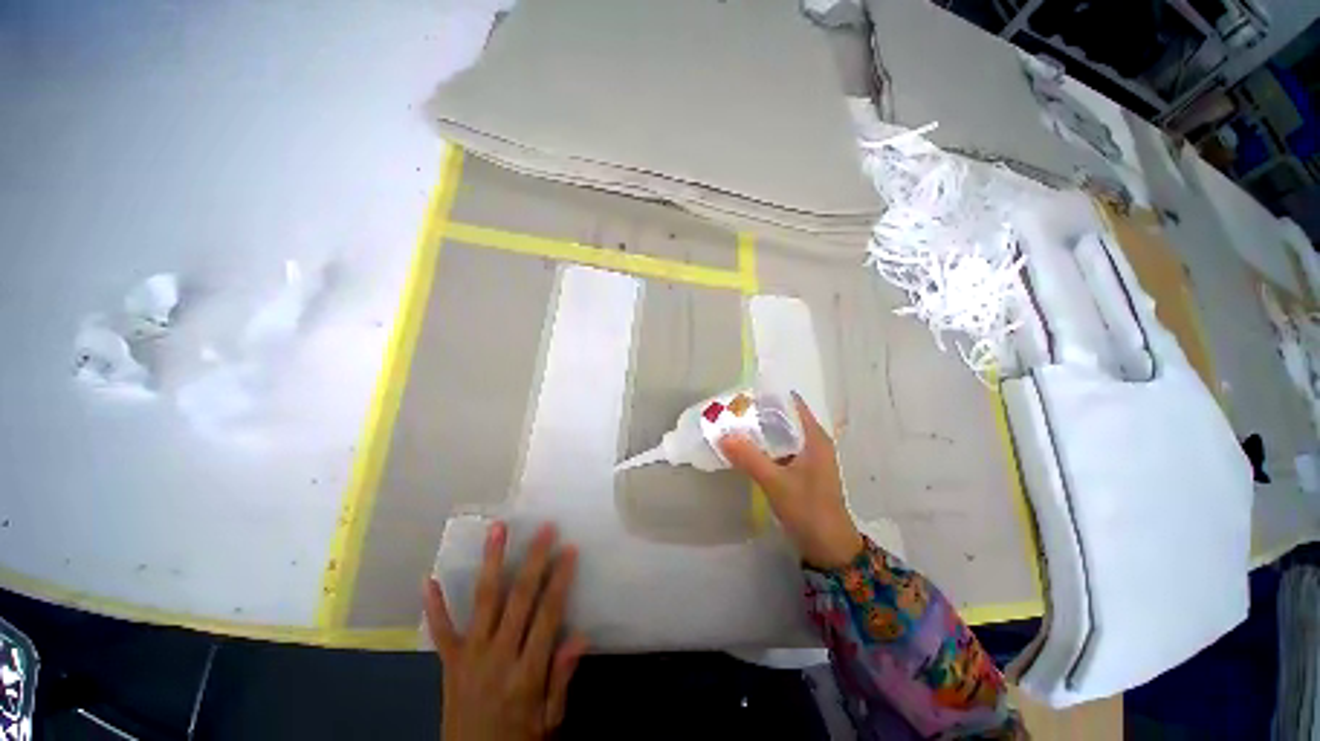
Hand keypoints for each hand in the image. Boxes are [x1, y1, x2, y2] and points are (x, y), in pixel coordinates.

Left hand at [425, 522, 588, 740]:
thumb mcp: (549, 721)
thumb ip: (561, 679)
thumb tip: (580, 636)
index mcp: (526, 673)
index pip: (547, 615)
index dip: (560, 580)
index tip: (570, 549)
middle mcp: (497, 657)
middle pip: (518, 599)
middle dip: (534, 560)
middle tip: (545, 528)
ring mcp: (469, 657)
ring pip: (483, 601)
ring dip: (491, 563)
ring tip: (497, 530)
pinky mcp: (448, 663)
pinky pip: (441, 631)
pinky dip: (435, 605)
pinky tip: (429, 578)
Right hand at [719, 395, 863, 568]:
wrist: (829, 548)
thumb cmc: (808, 510)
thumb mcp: (776, 483)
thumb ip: (749, 458)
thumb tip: (722, 435)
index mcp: (814, 437)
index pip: (791, 403)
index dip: (768, 396)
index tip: (742, 395)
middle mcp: (812, 441)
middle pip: (783, 418)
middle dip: (758, 413)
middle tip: (730, 411)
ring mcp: (807, 457)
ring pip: (780, 434)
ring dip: (759, 431)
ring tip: (732, 426)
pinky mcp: (800, 470)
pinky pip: (779, 449)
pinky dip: (763, 446)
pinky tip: (745, 449)